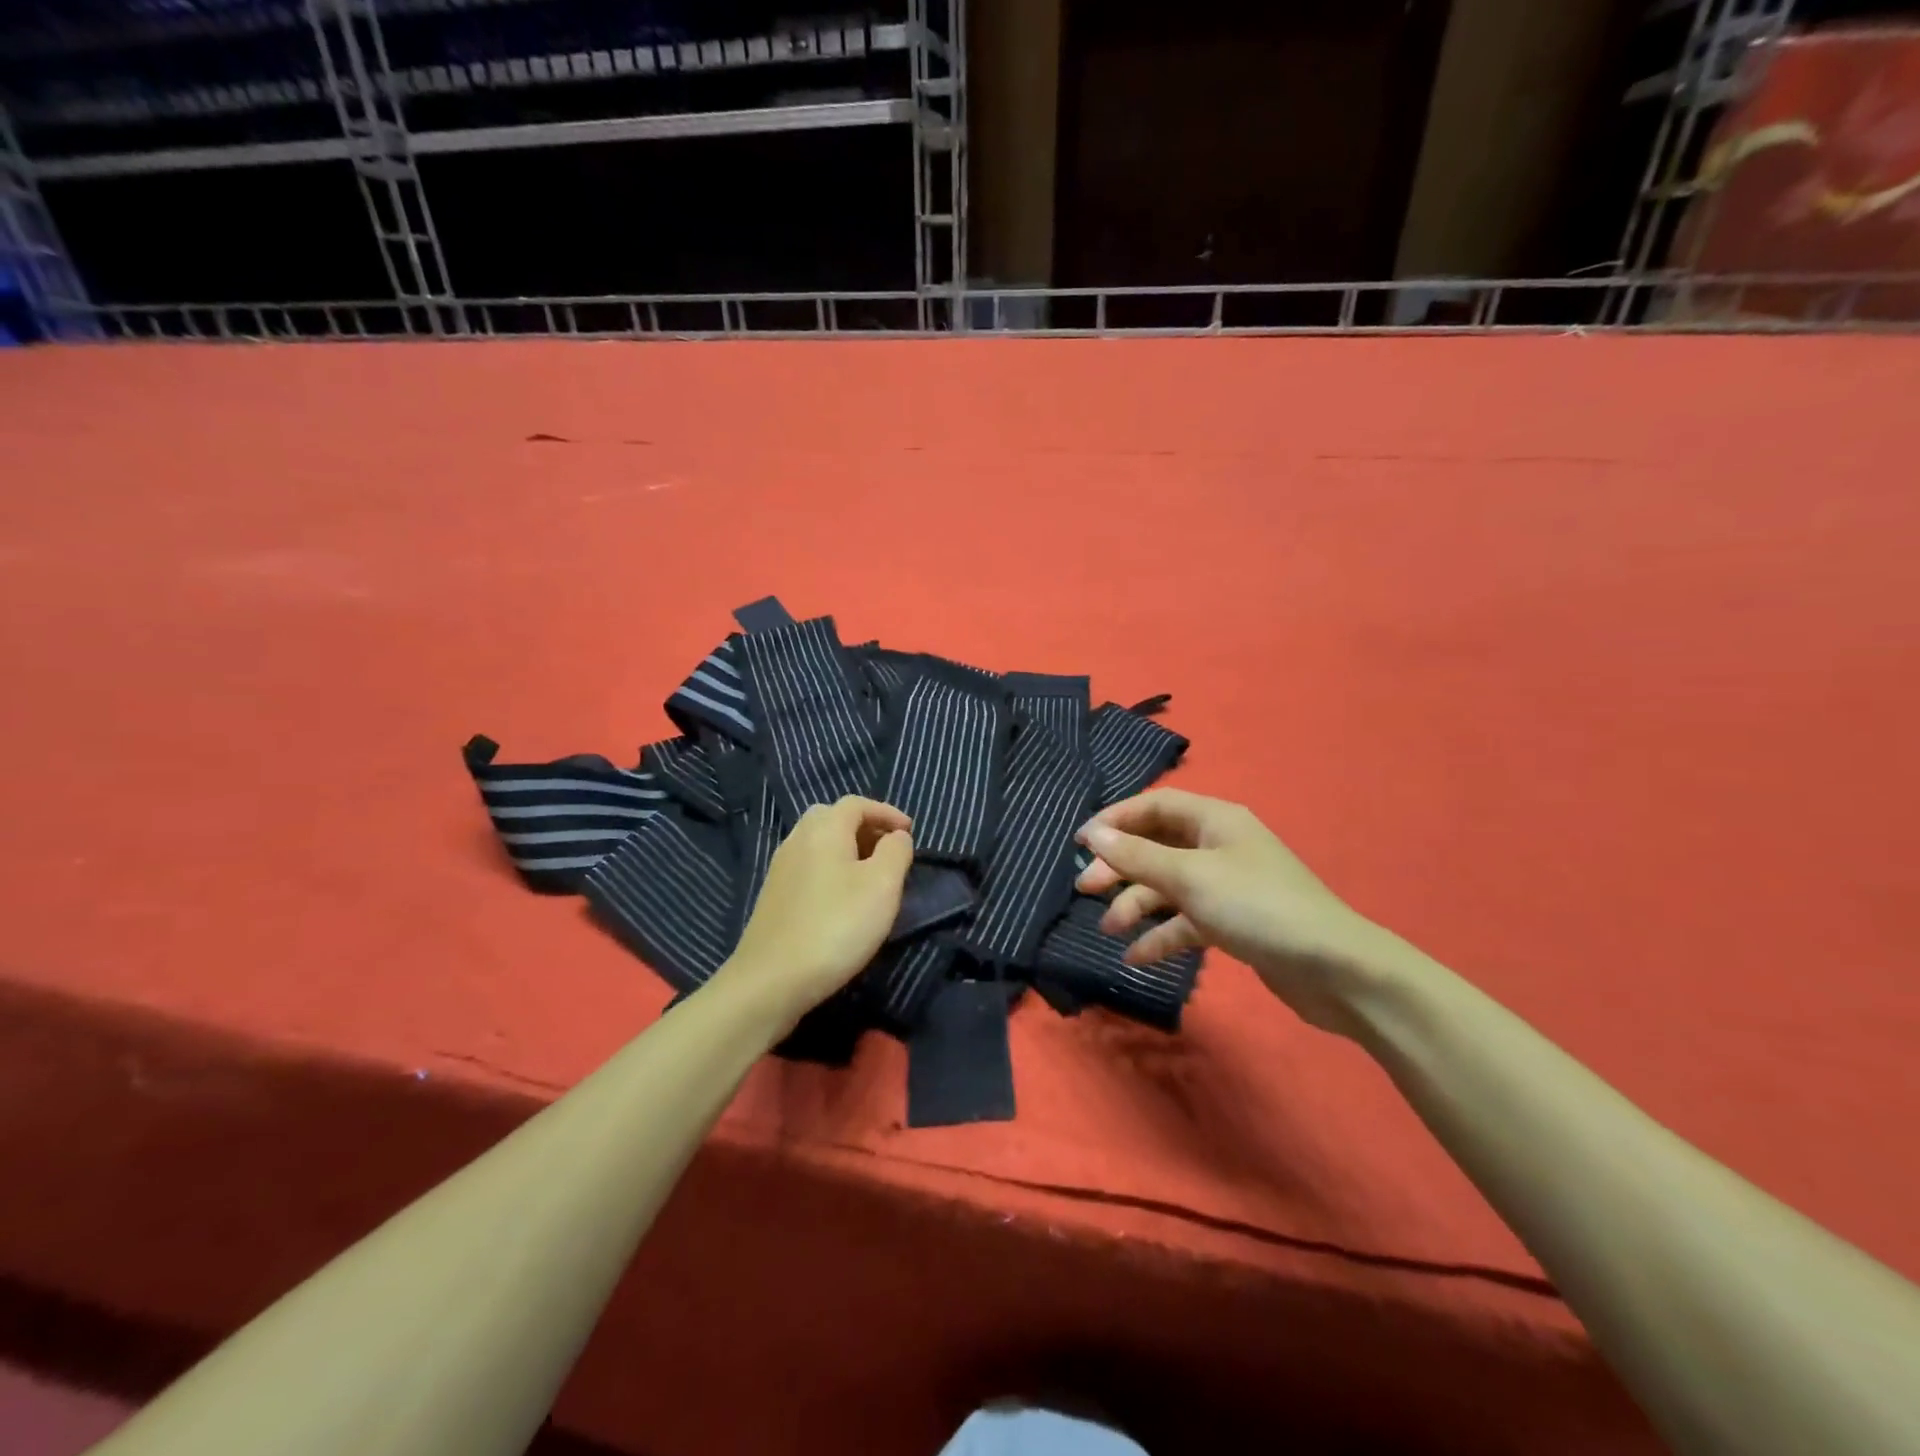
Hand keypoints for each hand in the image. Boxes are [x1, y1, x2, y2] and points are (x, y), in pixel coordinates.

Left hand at [720, 796, 914, 1027]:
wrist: (771, 980)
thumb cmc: (835, 927)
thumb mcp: (882, 886)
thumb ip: (896, 852)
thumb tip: (897, 836)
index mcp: (824, 829)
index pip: (856, 804)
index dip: (886, 812)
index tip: (909, 831)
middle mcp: (798, 839)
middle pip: (832, 817)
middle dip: (864, 826)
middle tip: (888, 848)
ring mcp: (781, 868)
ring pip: (817, 842)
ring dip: (847, 847)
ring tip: (870, 873)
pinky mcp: (774, 895)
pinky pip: (807, 865)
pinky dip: (830, 866)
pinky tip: (842, 896)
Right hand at [1075, 789, 1388, 1036]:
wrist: (1335, 970)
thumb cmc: (1257, 907)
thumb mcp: (1190, 878)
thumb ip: (1137, 856)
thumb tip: (1093, 832)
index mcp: (1214, 820)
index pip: (1154, 806)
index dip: (1115, 819)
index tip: (1080, 843)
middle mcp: (1219, 846)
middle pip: (1157, 846)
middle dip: (1120, 866)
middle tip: (1085, 888)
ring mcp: (1227, 886)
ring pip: (1168, 886)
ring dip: (1136, 905)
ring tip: (1109, 929)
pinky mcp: (1233, 922)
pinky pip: (1186, 921)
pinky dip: (1161, 935)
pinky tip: (1136, 957)